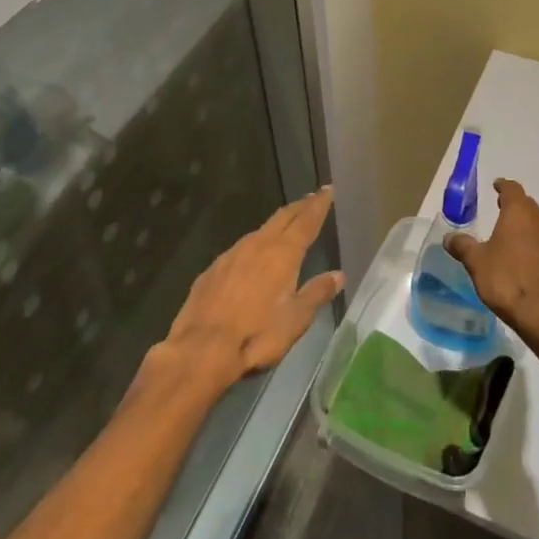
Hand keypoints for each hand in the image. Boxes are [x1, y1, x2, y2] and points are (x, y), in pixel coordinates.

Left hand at [159, 186, 343, 392]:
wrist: (201, 348)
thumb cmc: (256, 335)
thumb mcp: (295, 320)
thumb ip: (316, 293)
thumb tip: (338, 275)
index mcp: (282, 254)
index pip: (306, 221)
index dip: (318, 205)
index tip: (328, 189)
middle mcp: (257, 245)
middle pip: (282, 217)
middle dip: (299, 206)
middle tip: (312, 197)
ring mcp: (232, 254)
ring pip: (260, 230)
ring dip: (277, 223)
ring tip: (287, 223)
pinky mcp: (213, 268)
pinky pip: (240, 248)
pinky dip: (255, 243)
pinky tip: (253, 254)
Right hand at [443, 178, 538, 347]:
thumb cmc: (506, 281)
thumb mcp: (476, 262)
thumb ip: (463, 246)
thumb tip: (449, 237)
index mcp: (519, 215)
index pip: (513, 190)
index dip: (503, 187)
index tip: (497, 186)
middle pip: (529, 207)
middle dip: (516, 205)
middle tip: (502, 209)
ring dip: (528, 228)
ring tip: (514, 237)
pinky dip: (538, 250)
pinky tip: (529, 263)